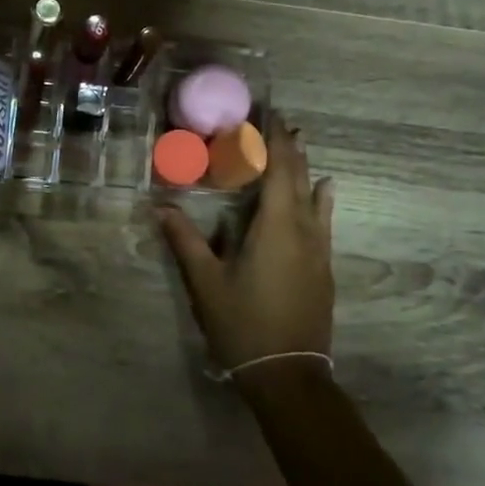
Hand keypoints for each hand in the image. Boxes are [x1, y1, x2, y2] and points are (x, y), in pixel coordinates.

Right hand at [156, 114, 335, 373]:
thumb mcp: (206, 282)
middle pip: (300, 177)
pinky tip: (325, 188)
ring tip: (298, 142)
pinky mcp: (323, 266)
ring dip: (305, 166)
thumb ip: (184, 240)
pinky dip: (320, 196)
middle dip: (289, 146)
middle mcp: (305, 230)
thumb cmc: (243, 323)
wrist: (289, 374)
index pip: (279, 169)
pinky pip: (323, 217)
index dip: (273, 138)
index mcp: (276, 226)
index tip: (267, 111)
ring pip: (315, 195)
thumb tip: (159, 206)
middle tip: (277, 119)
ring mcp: (319, 249)